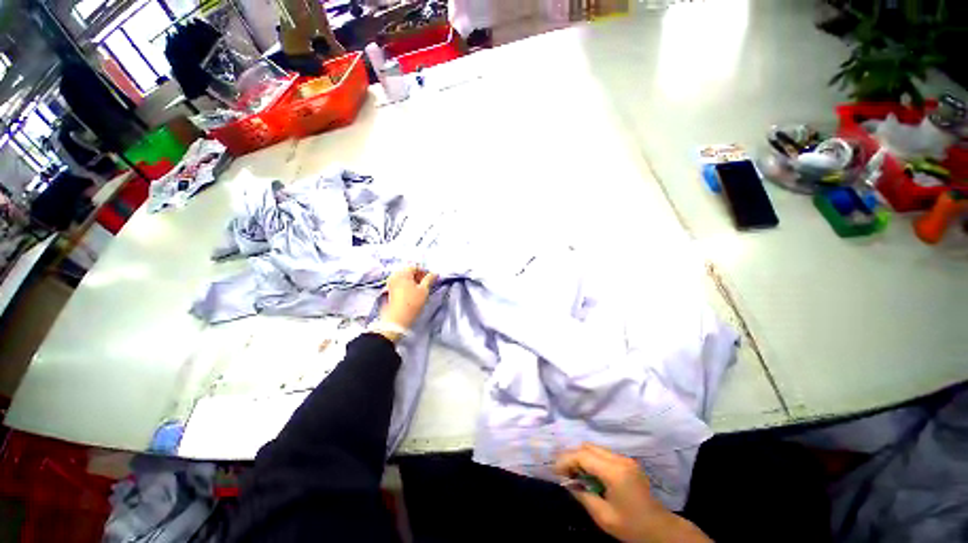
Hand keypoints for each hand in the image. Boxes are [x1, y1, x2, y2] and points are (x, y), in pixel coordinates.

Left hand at [377, 266, 436, 341]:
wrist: (397, 319)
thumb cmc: (412, 302)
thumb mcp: (424, 290)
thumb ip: (430, 279)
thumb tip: (435, 273)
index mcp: (403, 272)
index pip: (416, 266)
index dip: (425, 271)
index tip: (431, 279)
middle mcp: (395, 275)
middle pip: (409, 271)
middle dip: (419, 276)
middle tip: (427, 284)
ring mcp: (391, 282)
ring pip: (405, 277)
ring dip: (413, 281)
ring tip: (420, 289)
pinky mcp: (390, 290)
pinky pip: (400, 282)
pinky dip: (407, 285)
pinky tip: (413, 292)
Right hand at [555, 444, 710, 542]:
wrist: (661, 530)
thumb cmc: (632, 526)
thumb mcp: (604, 517)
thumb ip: (583, 495)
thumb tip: (568, 482)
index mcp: (615, 472)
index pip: (583, 456)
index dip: (566, 460)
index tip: (555, 470)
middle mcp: (619, 459)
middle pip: (588, 447)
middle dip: (572, 456)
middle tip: (564, 472)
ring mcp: (625, 459)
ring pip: (595, 448)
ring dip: (582, 457)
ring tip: (575, 474)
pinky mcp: (627, 462)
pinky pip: (603, 454)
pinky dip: (592, 460)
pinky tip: (590, 474)